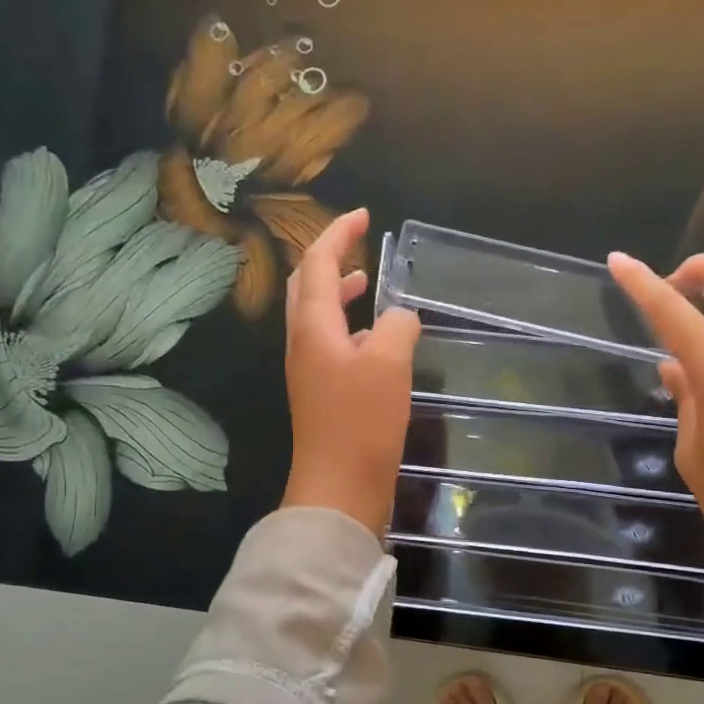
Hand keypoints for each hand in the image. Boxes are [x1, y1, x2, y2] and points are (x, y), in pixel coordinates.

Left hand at [280, 208, 420, 535]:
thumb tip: (400, 317)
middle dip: (328, 258)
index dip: (337, 234)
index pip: (316, 263)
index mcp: (312, 327)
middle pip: (305, 286)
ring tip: (364, 283)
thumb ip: (397, 326)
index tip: (363, 215)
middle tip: (356, 244)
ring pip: (317, 317)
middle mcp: (303, 343)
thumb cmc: (361, 423)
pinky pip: (331, 346)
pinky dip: (349, 328)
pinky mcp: (322, 395)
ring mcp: (309, 371)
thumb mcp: (389, 364)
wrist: (339, 488)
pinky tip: (374, 339)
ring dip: (337, 293)